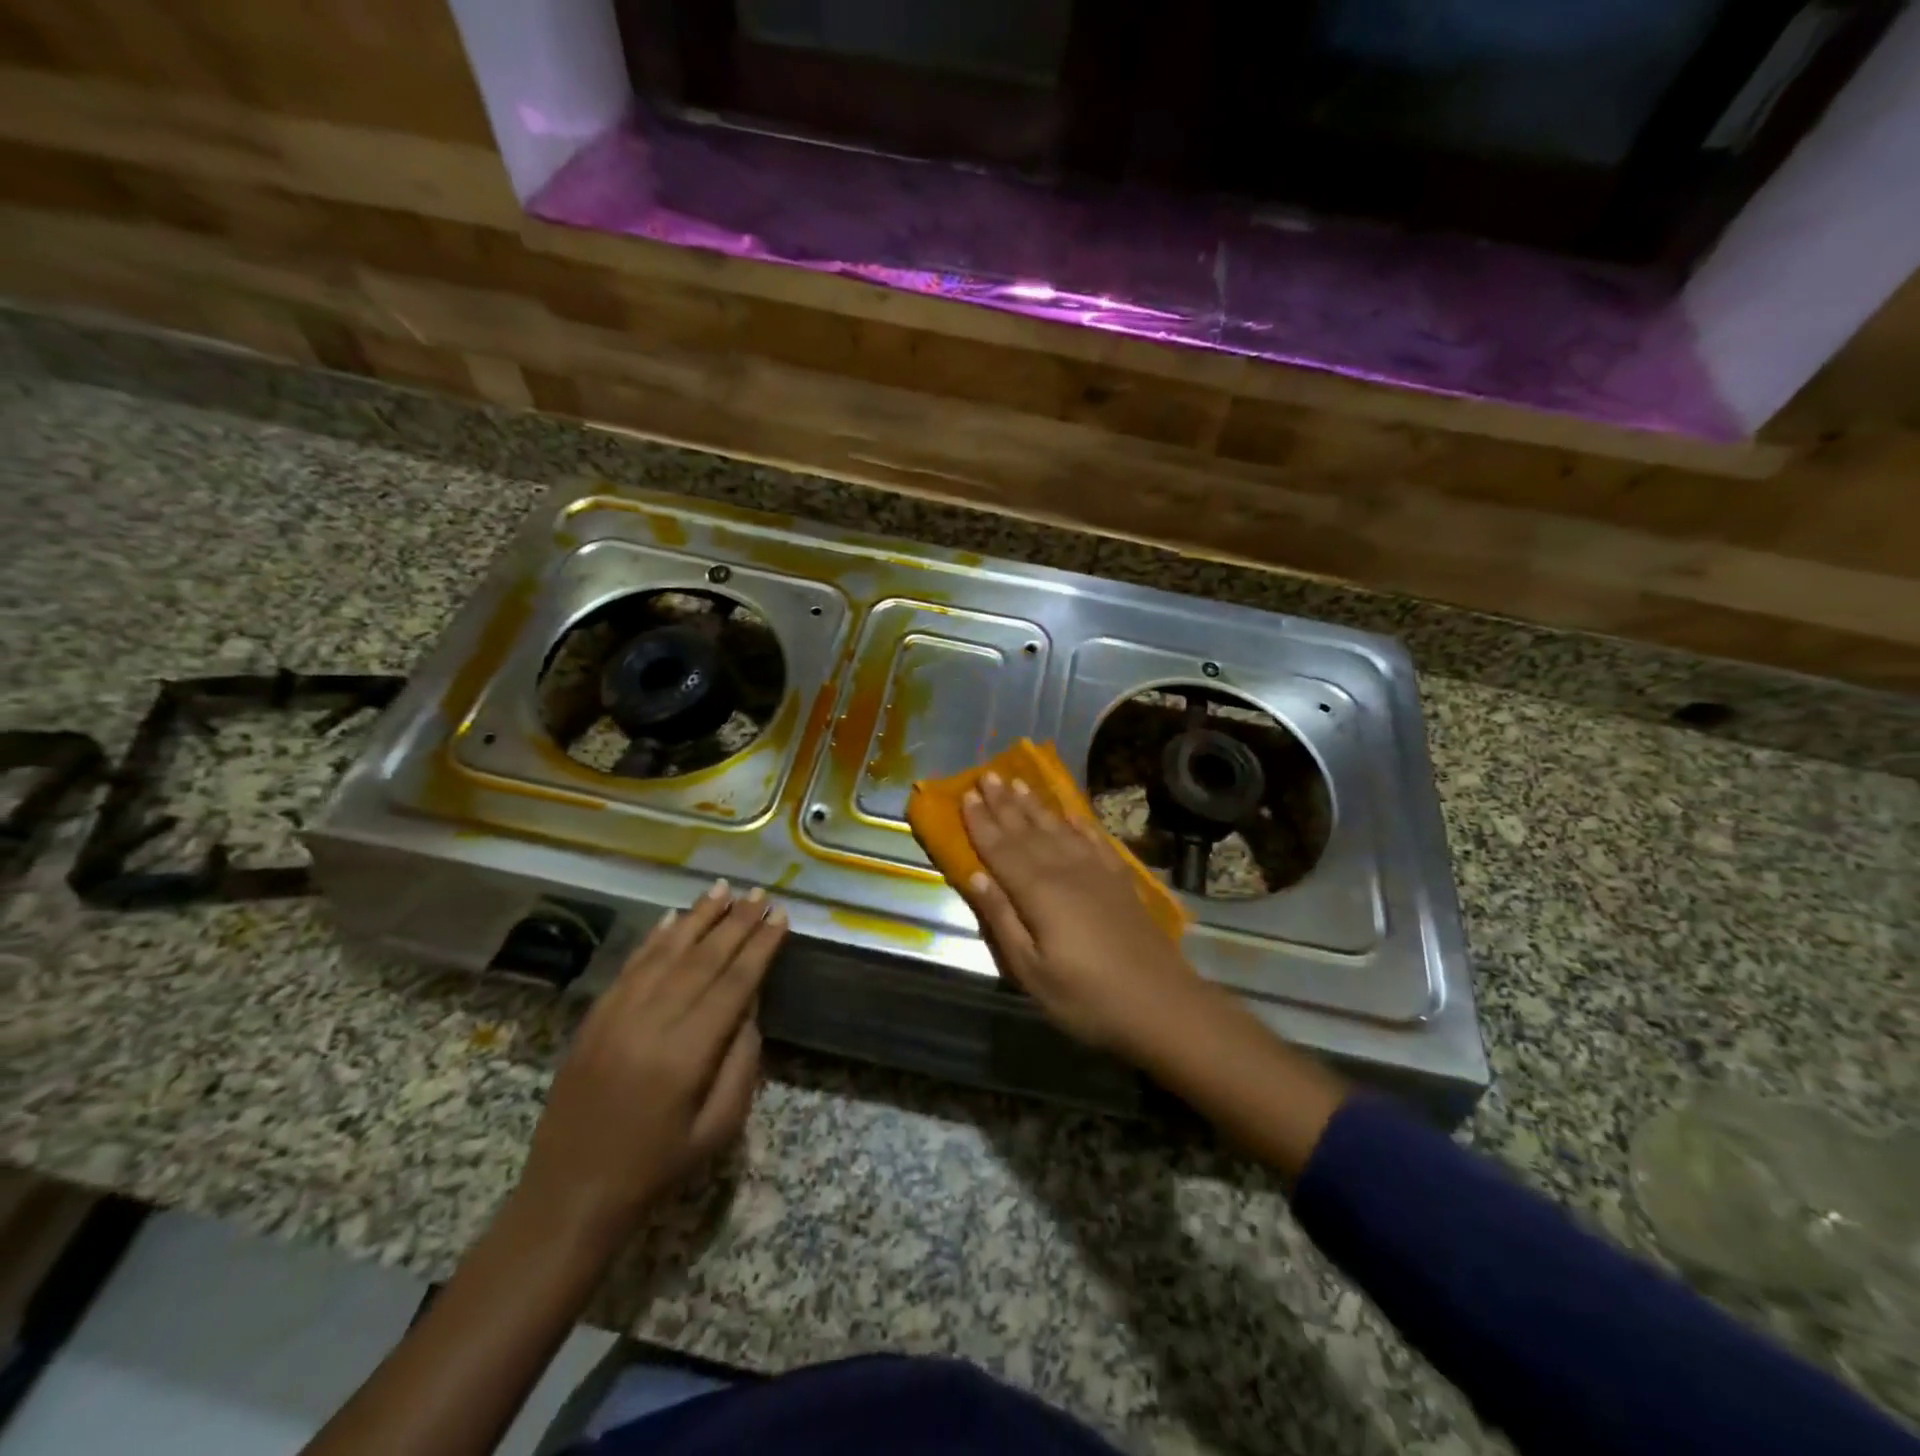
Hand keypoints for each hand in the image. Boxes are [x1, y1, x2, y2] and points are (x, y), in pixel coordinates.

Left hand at [515, 881, 786, 1244]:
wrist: (569, 1197)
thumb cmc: (656, 1169)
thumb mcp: (719, 1128)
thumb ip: (741, 1062)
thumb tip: (748, 1006)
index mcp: (686, 1055)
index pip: (733, 984)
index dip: (760, 947)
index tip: (781, 917)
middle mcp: (650, 1024)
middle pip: (703, 960)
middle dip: (736, 923)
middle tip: (760, 893)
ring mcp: (616, 1017)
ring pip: (665, 953)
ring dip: (698, 917)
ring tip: (723, 889)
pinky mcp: (594, 1019)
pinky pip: (630, 967)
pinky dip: (655, 938)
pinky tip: (674, 917)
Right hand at [959, 772, 1208, 1058]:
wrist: (1162, 1005)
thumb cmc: (1087, 998)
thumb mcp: (1031, 971)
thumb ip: (1002, 920)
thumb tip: (975, 877)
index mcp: (1038, 892)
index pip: (1001, 849)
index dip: (981, 822)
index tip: (966, 795)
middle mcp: (1065, 870)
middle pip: (1028, 831)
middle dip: (1004, 803)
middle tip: (987, 775)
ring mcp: (1097, 872)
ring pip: (1059, 829)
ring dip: (1036, 806)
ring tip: (1019, 782)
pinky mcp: (1120, 880)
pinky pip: (1094, 839)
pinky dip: (1078, 823)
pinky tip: (1070, 813)